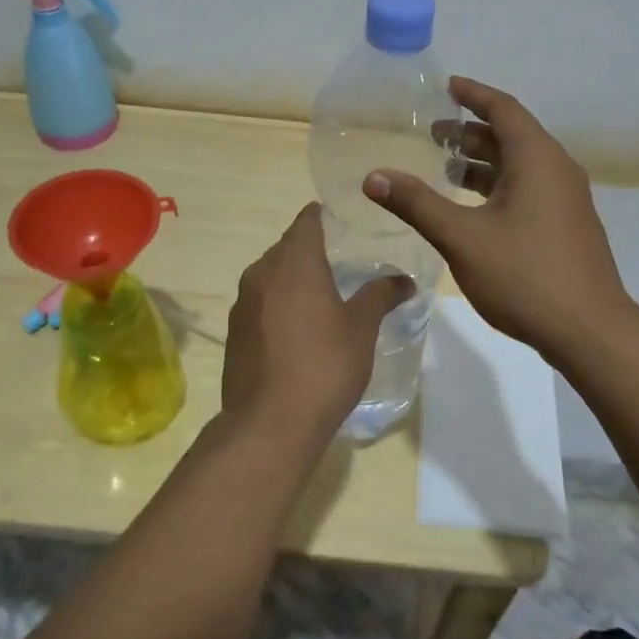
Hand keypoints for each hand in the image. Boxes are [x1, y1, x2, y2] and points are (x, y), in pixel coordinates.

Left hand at [220, 203, 413, 452]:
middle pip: (287, 247)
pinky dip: (278, 304)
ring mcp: (242, 303)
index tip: (342, 218)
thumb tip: (404, 279)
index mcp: (295, 262)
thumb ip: (381, 295)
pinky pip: (259, 303)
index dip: (322, 215)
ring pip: (270, 275)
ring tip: (321, 294)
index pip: (306, 221)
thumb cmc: (324, 364)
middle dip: (310, 249)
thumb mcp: (362, 328)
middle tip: (341, 259)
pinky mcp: (234, 331)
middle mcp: (262, 272)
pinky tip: (297, 327)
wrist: (270, 423)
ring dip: (293, 278)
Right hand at [364, 76, 627, 357]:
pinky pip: (528, 188)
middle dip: (471, 131)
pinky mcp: (565, 226)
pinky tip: (471, 208)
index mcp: (537, 159)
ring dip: (482, 162)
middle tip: (432, 132)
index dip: (473, 94)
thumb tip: (373, 176)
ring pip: (519, 166)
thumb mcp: (462, 237)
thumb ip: (416, 203)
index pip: (503, 109)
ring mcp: (565, 200)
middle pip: (511, 136)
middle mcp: (557, 170)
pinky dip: (497, 185)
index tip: (447, 85)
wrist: (589, 331)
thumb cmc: (524, 276)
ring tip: (444, 167)